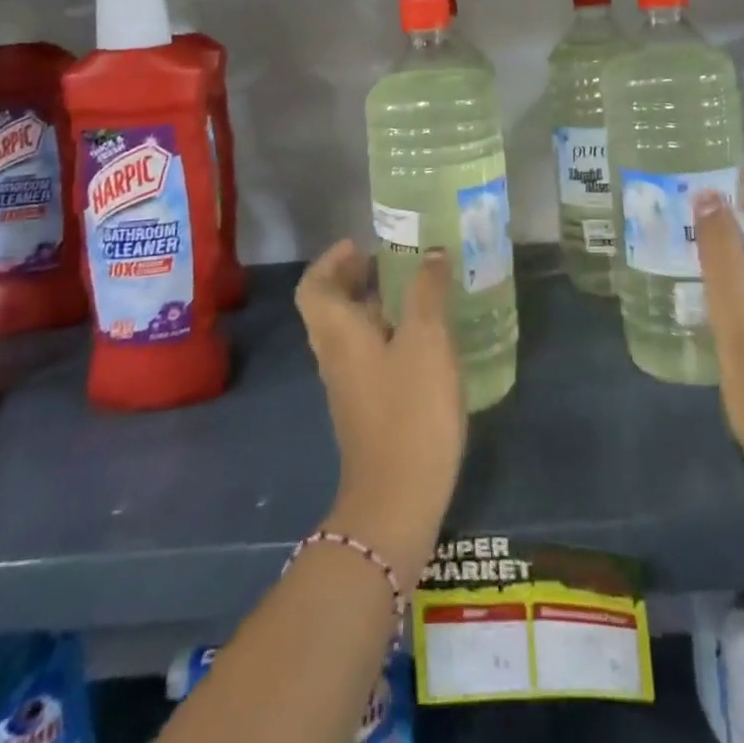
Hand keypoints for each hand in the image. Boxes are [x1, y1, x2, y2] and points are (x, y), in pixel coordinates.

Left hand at [295, 242, 466, 586]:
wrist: (397, 499)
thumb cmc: (410, 409)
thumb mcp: (427, 340)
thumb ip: (427, 291)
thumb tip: (430, 252)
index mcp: (338, 332)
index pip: (313, 286)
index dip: (331, 260)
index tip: (361, 244)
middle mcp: (335, 355)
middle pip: (331, 306)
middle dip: (356, 277)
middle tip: (393, 260)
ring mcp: (350, 384)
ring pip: (351, 331)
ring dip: (374, 304)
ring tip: (416, 290)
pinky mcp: (368, 407)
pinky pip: (369, 354)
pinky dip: (388, 333)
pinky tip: (425, 337)